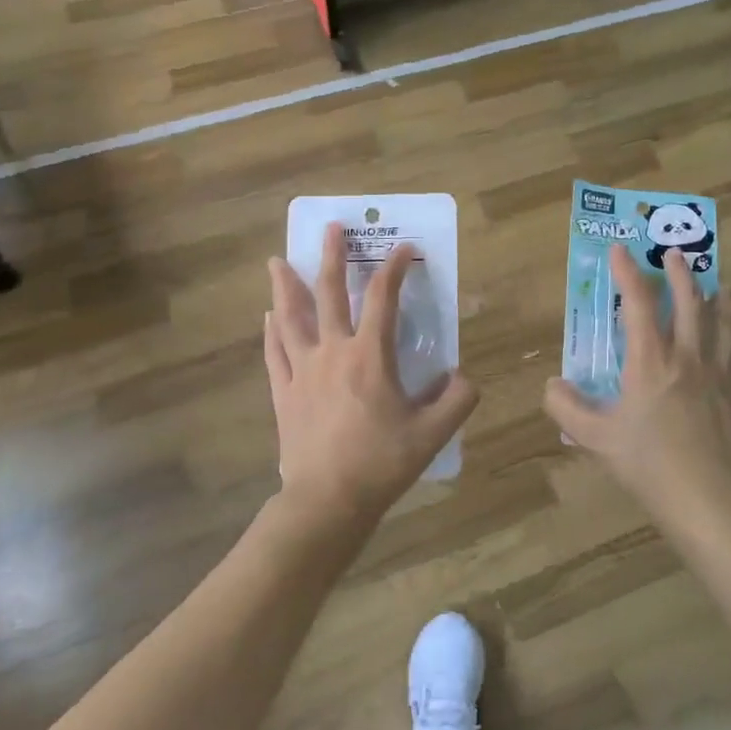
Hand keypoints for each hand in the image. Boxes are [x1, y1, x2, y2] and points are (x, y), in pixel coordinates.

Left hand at [265, 222, 478, 525]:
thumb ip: (457, 399)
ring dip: (286, 286)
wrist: (328, 500)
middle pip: (329, 294)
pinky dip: (272, 331)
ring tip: (278, 261)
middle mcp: (333, 352)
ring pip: (291, 318)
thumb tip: (461, 376)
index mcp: (370, 356)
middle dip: (332, 257)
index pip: (384, 298)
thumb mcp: (433, 433)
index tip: (403, 247)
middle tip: (330, 228)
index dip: (394, 268)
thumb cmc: (382, 463)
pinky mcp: (284, 393)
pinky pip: (275, 353)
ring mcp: (303, 371)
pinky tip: (269, 317)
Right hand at [543, 245, 730, 514]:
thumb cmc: (648, 464)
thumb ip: (566, 407)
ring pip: (717, 320)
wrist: (708, 497)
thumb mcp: (595, 438)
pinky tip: (728, 329)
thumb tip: (552, 384)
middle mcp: (685, 356)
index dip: (627, 272)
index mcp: (650, 361)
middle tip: (672, 251)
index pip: (638, 302)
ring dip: (712, 293)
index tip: (619, 249)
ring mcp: (715, 372)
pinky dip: (730, 327)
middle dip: (678, 272)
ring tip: (714, 279)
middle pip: (687, 301)